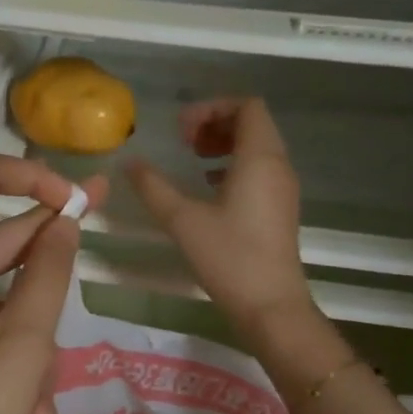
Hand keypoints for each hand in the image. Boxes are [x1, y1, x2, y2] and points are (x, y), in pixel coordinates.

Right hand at [127, 97, 312, 333]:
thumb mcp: (182, 220)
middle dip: (216, 123)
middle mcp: (278, 166)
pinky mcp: (280, 208)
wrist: (271, 306)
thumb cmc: (229, 257)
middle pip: (253, 123)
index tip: (181, 130)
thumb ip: (153, 187)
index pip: (247, 106)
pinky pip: (260, 169)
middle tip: (184, 142)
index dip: (212, 108)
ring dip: (225, 144)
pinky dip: (234, 165)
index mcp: (260, 158)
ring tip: (193, 160)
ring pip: (257, 146)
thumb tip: (129, 163)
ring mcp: (283, 188)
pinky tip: (209, 187)